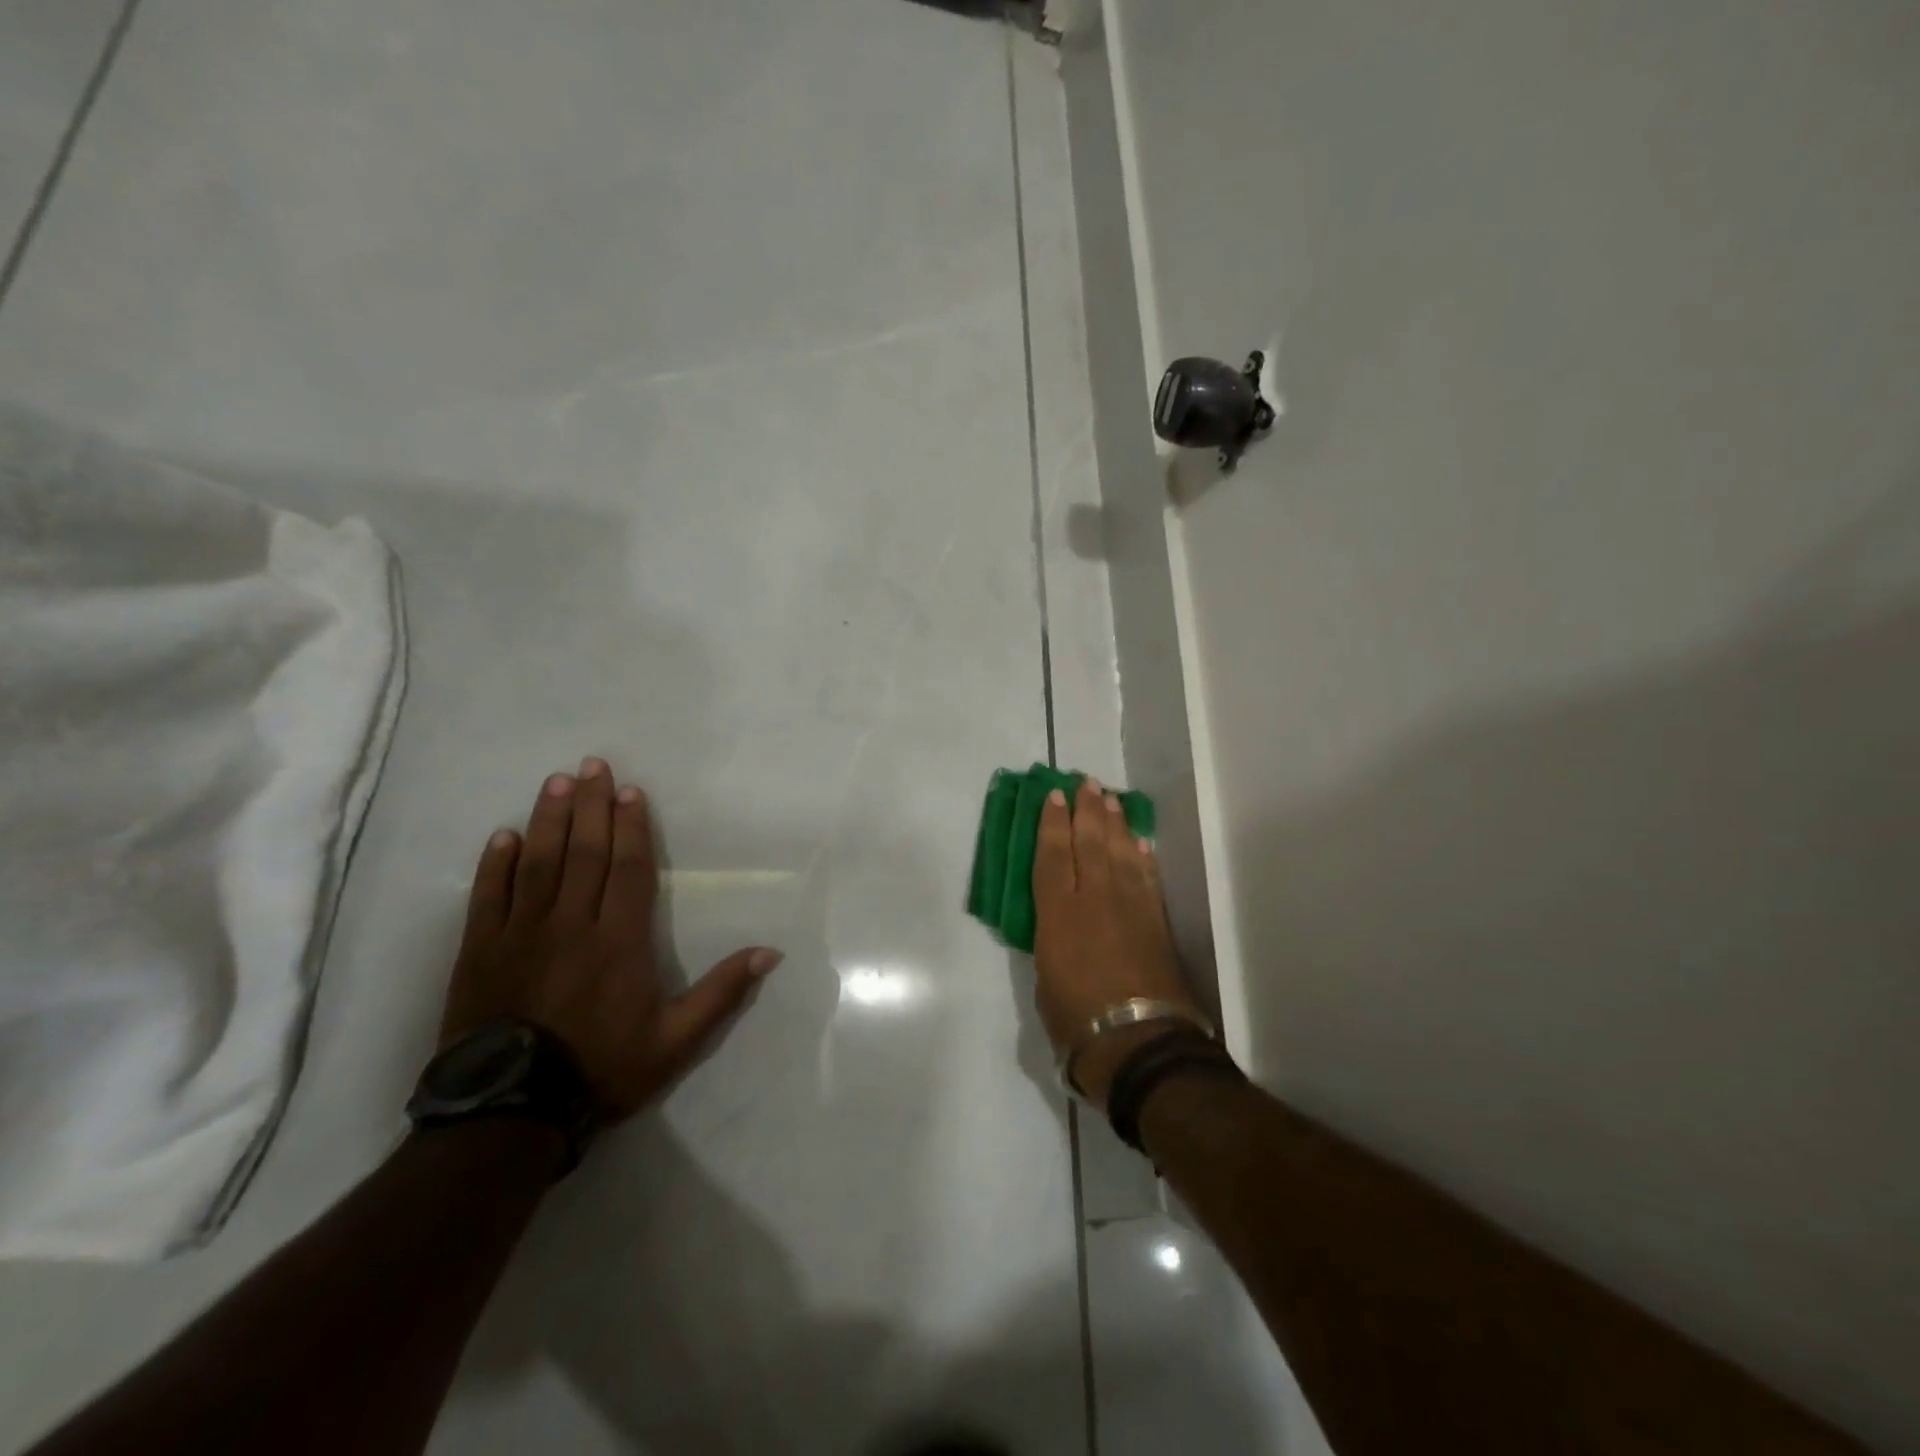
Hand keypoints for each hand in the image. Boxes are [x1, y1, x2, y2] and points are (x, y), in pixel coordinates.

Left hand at [440, 758, 782, 1119]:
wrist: (509, 1115)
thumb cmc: (602, 1070)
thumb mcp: (676, 1041)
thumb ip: (721, 993)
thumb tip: (770, 952)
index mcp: (619, 941)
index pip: (628, 869)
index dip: (630, 827)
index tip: (629, 791)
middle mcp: (572, 925)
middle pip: (584, 853)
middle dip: (590, 806)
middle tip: (592, 765)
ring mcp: (521, 935)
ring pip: (538, 864)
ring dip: (548, 820)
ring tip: (556, 782)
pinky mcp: (481, 952)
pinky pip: (489, 897)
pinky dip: (495, 864)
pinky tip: (504, 836)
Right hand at [1032, 778, 1204, 1107]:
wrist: (1139, 1044)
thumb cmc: (1077, 1021)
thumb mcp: (1044, 980)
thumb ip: (1051, 944)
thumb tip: (1060, 930)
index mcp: (1058, 914)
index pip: (1052, 856)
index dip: (1052, 823)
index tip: (1054, 796)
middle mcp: (1094, 899)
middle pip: (1089, 843)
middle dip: (1086, 810)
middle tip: (1086, 783)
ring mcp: (1130, 907)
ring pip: (1120, 852)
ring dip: (1115, 823)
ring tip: (1110, 799)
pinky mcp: (1156, 922)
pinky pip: (1147, 877)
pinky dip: (1142, 855)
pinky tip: (1139, 841)